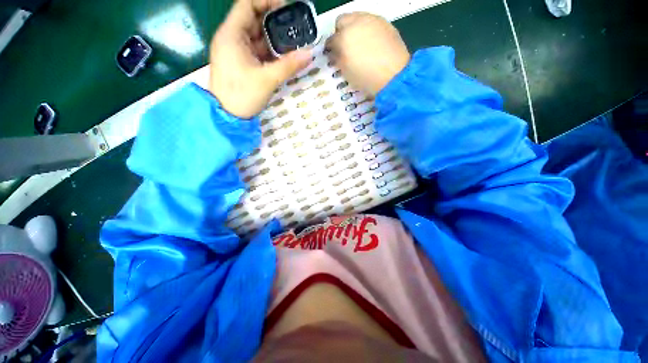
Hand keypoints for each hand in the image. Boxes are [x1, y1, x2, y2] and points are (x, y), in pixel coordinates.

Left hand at [209, 0, 312, 118]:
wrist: (228, 117)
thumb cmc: (242, 95)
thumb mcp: (267, 79)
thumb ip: (289, 65)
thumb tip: (309, 54)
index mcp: (231, 34)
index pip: (246, 4)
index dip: (266, 1)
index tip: (286, 7)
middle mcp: (232, 38)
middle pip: (253, 19)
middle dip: (274, 21)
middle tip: (294, 26)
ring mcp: (236, 51)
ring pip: (257, 36)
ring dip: (274, 38)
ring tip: (293, 41)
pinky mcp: (241, 62)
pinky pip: (257, 50)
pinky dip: (270, 51)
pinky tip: (283, 55)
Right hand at [326, 13, 409, 95]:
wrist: (394, 75)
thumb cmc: (367, 77)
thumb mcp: (346, 72)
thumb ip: (337, 59)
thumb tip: (334, 52)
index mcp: (344, 38)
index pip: (331, 39)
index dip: (330, 48)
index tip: (333, 54)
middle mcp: (356, 23)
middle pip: (341, 20)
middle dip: (340, 32)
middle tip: (345, 46)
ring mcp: (372, 20)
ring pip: (356, 17)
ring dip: (354, 29)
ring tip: (359, 44)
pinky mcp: (385, 23)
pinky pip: (371, 21)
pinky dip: (367, 29)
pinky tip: (372, 43)